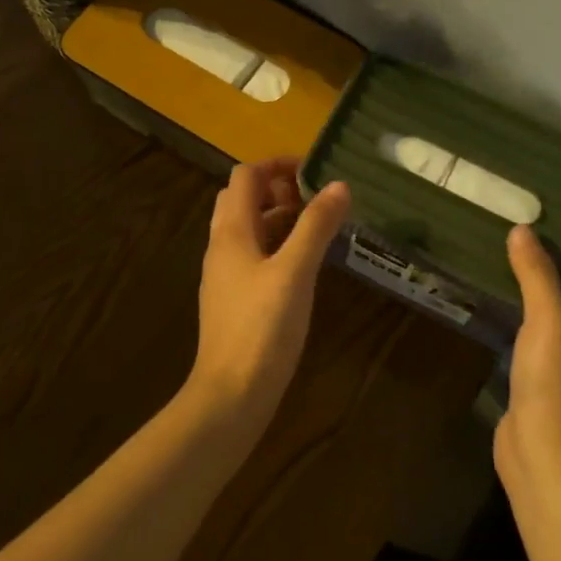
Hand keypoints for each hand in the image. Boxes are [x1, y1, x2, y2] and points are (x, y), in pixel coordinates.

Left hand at [186, 158, 350, 432]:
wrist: (229, 396)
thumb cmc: (262, 328)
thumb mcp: (295, 272)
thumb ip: (316, 226)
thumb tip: (339, 185)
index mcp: (232, 231)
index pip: (246, 176)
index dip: (277, 165)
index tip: (314, 171)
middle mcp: (222, 246)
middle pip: (242, 198)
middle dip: (277, 188)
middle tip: (314, 199)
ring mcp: (225, 274)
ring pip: (247, 228)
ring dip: (278, 217)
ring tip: (317, 227)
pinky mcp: (233, 298)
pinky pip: (252, 255)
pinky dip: (275, 245)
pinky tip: (303, 265)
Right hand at [496, 228, 560, 494]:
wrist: (544, 454)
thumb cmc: (557, 380)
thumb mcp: (548, 317)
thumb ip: (536, 272)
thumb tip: (524, 228)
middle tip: (531, 241)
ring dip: (545, 289)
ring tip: (512, 263)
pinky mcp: (551, 379)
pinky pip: (544, 334)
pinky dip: (529, 315)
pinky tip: (503, 305)